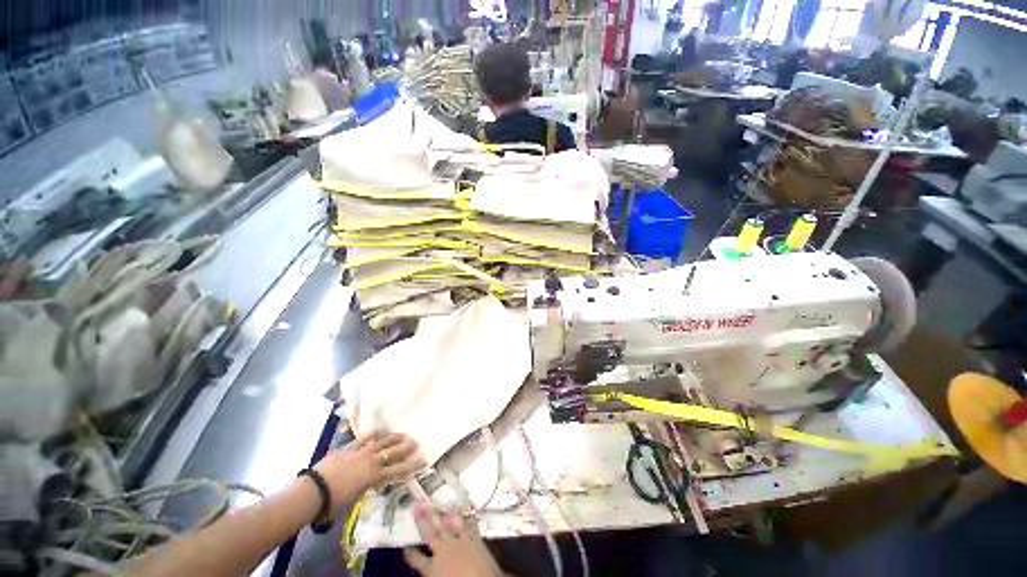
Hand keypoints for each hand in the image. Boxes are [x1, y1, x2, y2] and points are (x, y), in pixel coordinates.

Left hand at [314, 432, 423, 512]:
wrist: (313, 491)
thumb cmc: (333, 502)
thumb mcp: (354, 499)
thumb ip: (365, 489)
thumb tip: (372, 486)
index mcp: (373, 476)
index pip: (396, 470)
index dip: (410, 465)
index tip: (421, 460)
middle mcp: (370, 462)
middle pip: (392, 452)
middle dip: (405, 447)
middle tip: (415, 442)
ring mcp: (360, 453)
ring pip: (381, 442)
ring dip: (392, 438)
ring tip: (402, 434)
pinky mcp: (348, 448)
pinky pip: (363, 439)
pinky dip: (372, 435)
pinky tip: (378, 431)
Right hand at [403, 501, 501, 576]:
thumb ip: (430, 572)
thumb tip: (426, 570)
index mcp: (431, 569)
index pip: (416, 559)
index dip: (410, 553)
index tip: (405, 546)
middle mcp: (443, 552)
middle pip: (430, 533)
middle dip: (423, 518)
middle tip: (417, 504)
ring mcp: (459, 543)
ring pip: (447, 525)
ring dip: (440, 513)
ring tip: (435, 502)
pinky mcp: (474, 539)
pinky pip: (467, 525)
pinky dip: (463, 517)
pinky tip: (461, 509)